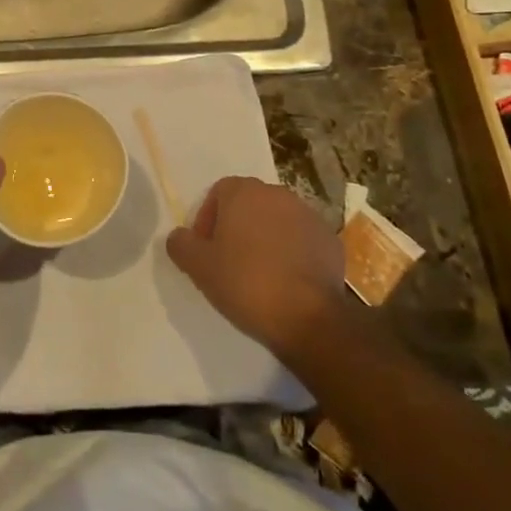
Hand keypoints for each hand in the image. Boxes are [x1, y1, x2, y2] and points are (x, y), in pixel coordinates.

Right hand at [165, 177, 346, 360]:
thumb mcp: (199, 267)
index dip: (207, 220)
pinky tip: (286, 282)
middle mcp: (278, 194)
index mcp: (244, 192)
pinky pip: (302, 241)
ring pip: (277, 221)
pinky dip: (292, 254)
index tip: (206, 251)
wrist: (309, 317)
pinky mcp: (331, 240)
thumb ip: (181, 244)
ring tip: (259, 275)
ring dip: (266, 239)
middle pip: (249, 205)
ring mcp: (309, 216)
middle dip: (237, 227)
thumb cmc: (246, 283)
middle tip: (229, 262)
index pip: (218, 193)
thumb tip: (179, 236)